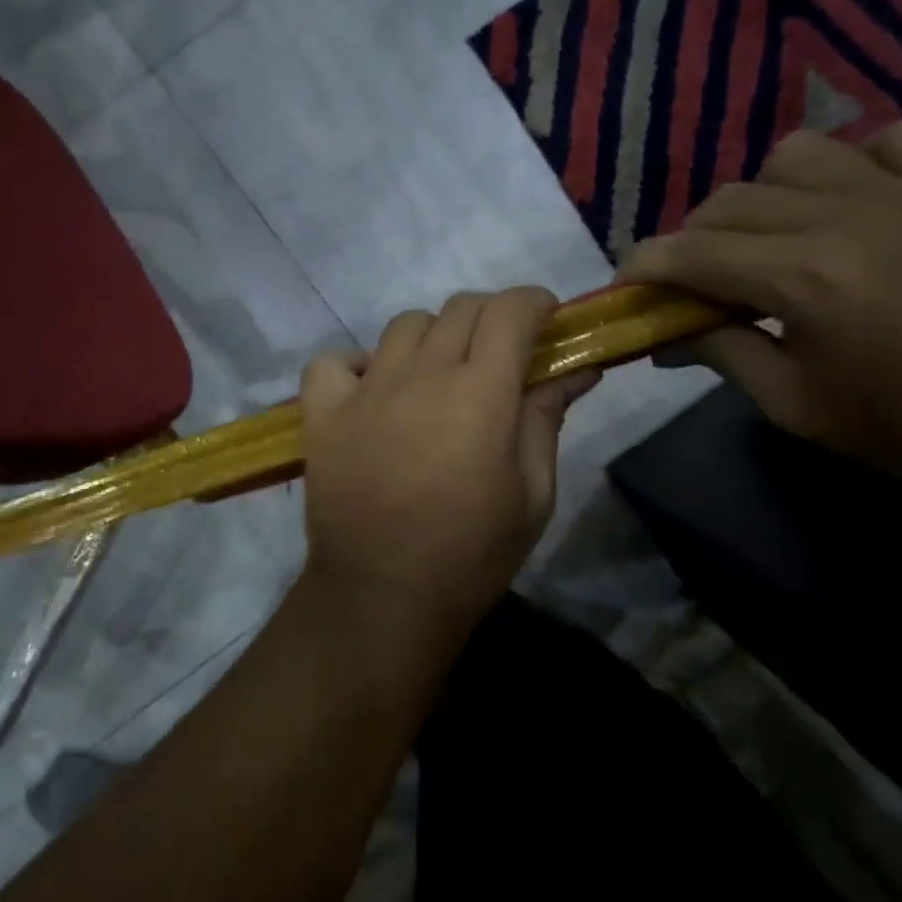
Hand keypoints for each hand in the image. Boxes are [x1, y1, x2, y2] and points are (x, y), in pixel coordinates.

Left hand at [300, 287, 597, 642]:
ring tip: (439, 376)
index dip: (534, 303)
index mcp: (481, 392)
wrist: (384, 598)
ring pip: (404, 325)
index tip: (545, 320)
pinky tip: (373, 392)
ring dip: (433, 337)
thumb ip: (548, 417)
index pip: (510, 310)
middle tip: (501, 355)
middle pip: (460, 308)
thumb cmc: (472, 554)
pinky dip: (356, 365)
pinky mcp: (322, 413)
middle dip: (491, 317)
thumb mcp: (533, 492)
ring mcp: (365, 390)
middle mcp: (421, 374)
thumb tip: (579, 367)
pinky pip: (333, 361)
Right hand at [617, 121, 901, 493]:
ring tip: (778, 233)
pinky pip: (895, 138)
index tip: (628, 278)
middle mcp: (847, 219)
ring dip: (767, 193)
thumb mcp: (792, 405)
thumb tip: (663, 334)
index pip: (692, 252)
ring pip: (798, 152)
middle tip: (701, 277)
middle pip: (731, 201)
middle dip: (695, 238)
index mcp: (804, 281)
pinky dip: (861, 160)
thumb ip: (720, 352)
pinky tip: (857, 200)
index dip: (646, 264)